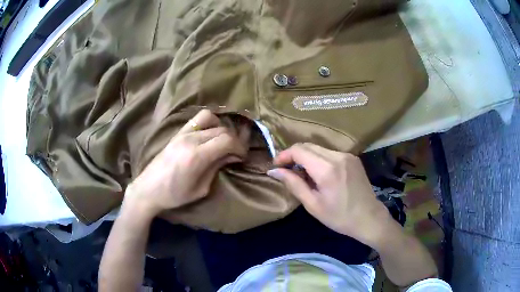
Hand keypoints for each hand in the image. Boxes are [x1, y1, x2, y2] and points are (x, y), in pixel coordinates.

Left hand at [125, 110, 246, 217]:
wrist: (148, 189)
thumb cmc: (174, 195)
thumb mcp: (200, 189)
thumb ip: (216, 168)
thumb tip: (230, 156)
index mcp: (197, 156)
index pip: (227, 140)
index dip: (239, 147)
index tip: (242, 157)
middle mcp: (191, 139)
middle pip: (222, 130)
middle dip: (234, 140)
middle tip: (235, 153)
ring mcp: (183, 133)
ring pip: (211, 118)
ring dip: (221, 128)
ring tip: (221, 141)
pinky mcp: (177, 133)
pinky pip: (197, 119)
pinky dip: (209, 123)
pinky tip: (209, 134)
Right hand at [267, 143, 388, 242]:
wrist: (369, 218)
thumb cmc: (339, 217)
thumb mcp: (313, 204)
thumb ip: (293, 184)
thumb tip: (274, 171)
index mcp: (327, 169)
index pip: (299, 150)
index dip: (284, 155)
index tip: (276, 166)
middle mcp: (338, 156)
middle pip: (308, 146)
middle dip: (294, 155)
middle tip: (286, 171)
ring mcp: (347, 155)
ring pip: (319, 148)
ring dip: (306, 157)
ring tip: (302, 175)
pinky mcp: (353, 158)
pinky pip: (330, 153)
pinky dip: (319, 159)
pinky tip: (319, 174)